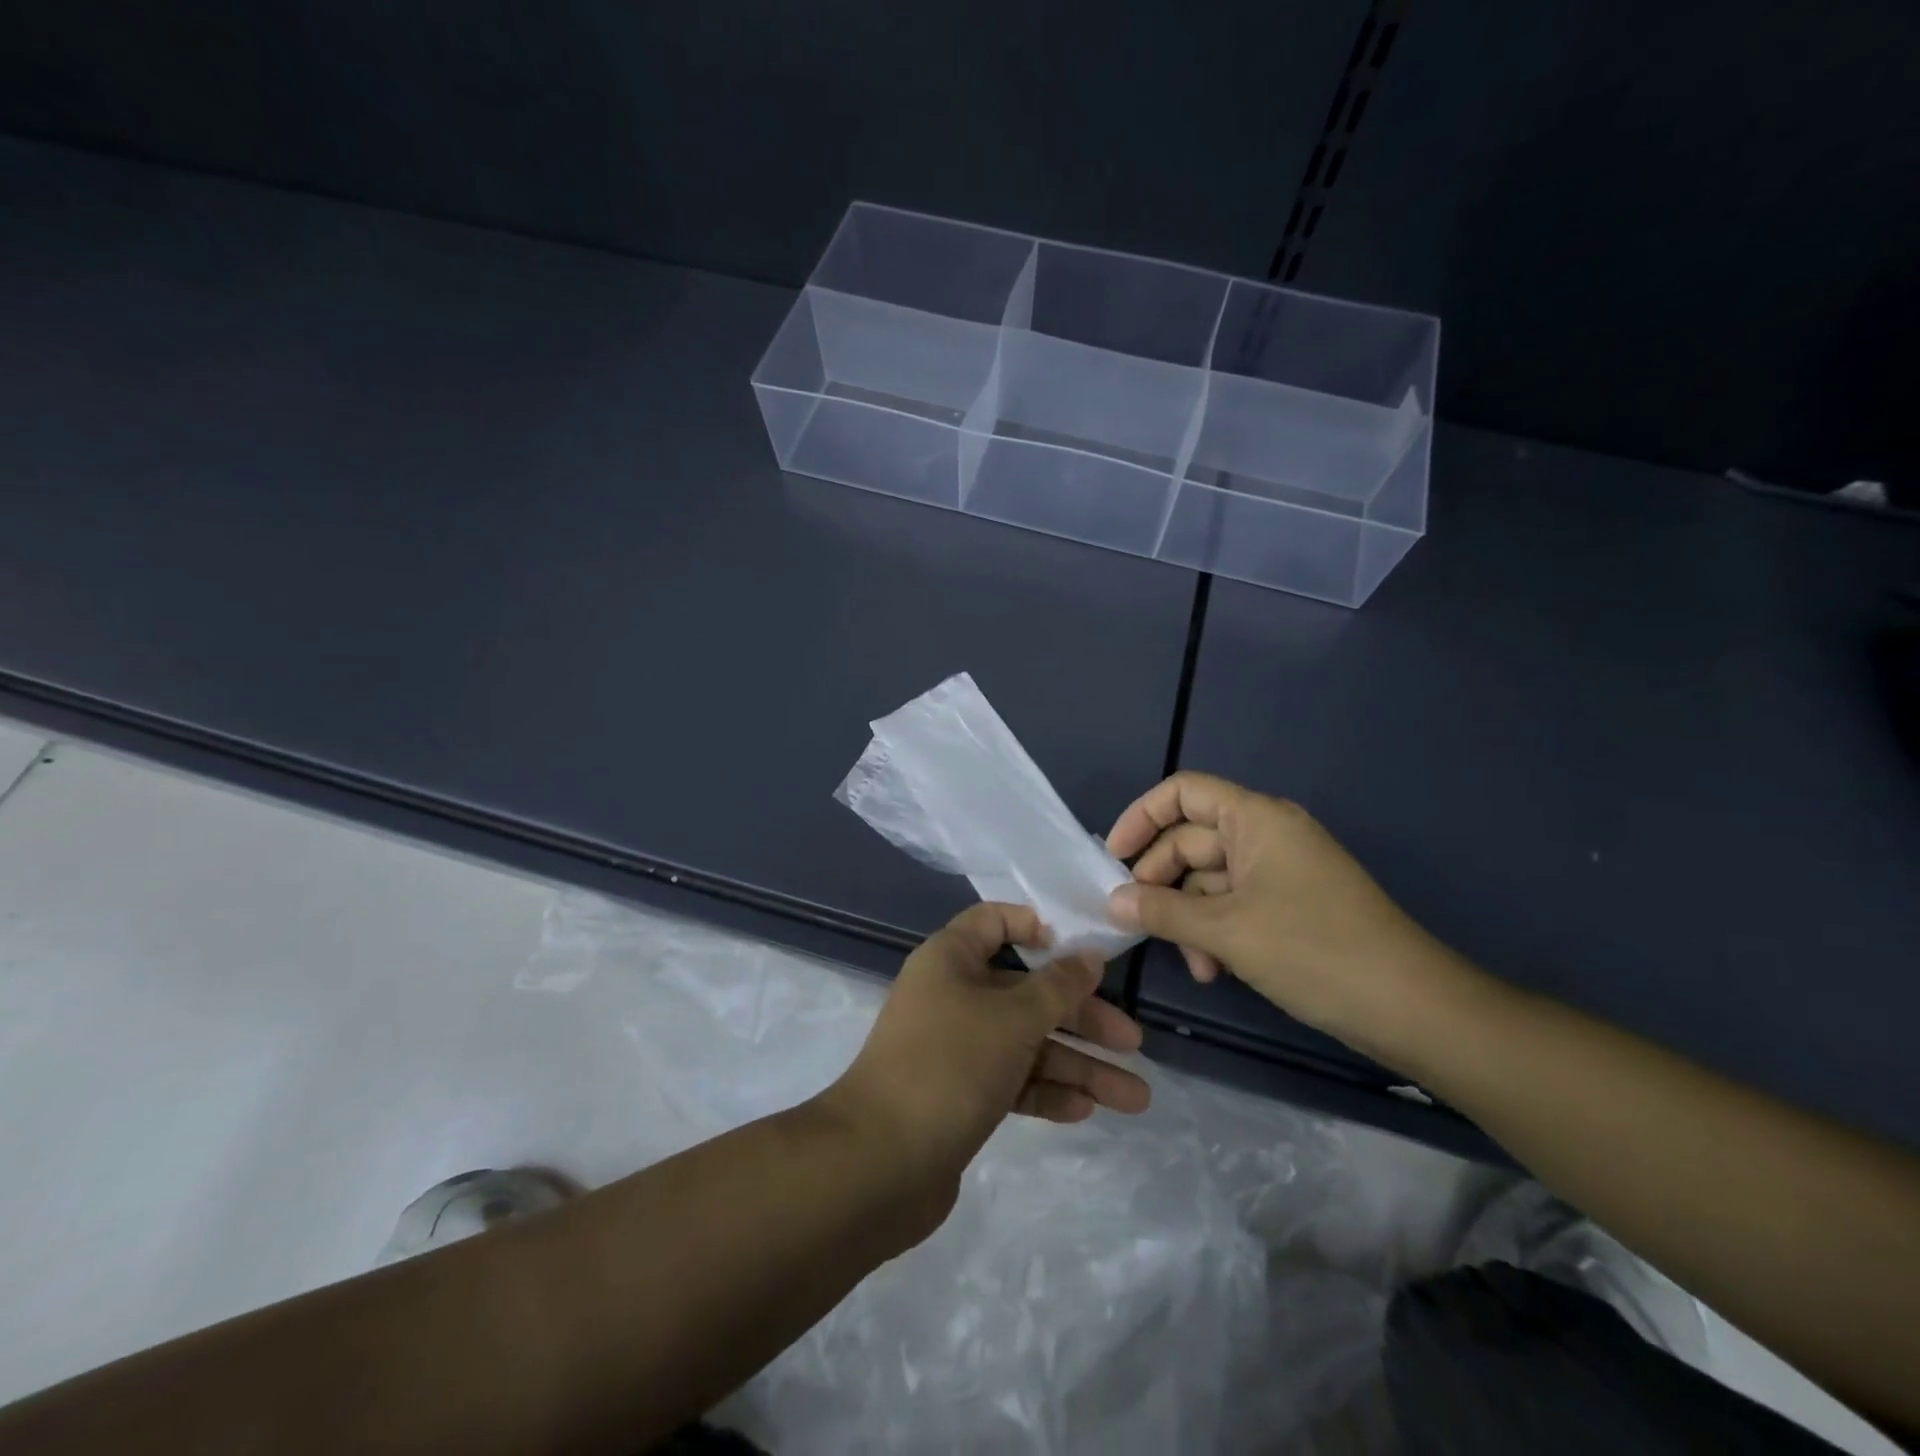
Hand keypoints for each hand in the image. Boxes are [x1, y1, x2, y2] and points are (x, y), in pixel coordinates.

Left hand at [827, 903, 1150, 1210]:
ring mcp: (955, 1048)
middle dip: (1081, 1016)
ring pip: (1026, 1044)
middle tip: (1133, 1042)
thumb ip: (1058, 987)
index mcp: (951, 960)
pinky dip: (1046, 1091)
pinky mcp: (959, 1095)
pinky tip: (1086, 1109)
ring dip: (1077, 1066)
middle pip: (1025, 992)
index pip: (993, 923)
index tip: (1079, 952)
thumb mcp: (1013, 1018)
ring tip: (1135, 1097)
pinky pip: (1011, 1081)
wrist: (879, 1163)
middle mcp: (952, 996)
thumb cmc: (950, 1064)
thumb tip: (1089, 956)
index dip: (1035, 928)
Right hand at [1105, 772, 1467, 1054]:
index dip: (1141, 817)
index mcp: (1256, 818)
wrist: (1413, 1007)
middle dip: (1163, 884)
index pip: (1182, 792)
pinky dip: (1216, 931)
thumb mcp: (1227, 931)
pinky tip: (1214, 970)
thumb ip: (1162, 912)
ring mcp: (1281, 872)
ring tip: (1193, 964)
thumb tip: (1112, 902)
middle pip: (1190, 840)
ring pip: (1210, 880)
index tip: (1113, 858)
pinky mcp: (1291, 906)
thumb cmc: (1315, 951)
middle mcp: (1267, 835)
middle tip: (1139, 923)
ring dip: (1189, 918)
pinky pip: (1234, 904)